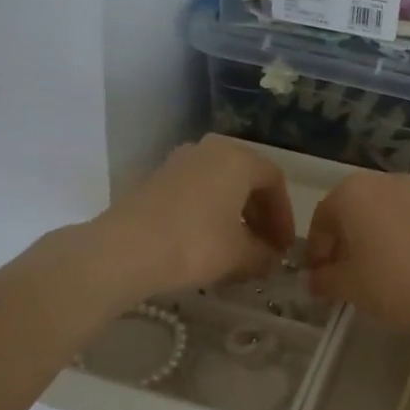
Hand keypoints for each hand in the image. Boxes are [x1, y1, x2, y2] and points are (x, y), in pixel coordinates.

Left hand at [95, 140, 295, 298]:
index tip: (284, 247)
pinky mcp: (156, 179)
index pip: (274, 181)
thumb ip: (263, 255)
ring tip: (237, 248)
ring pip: (219, 184)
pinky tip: (207, 243)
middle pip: (246, 178)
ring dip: (235, 214)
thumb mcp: (239, 255)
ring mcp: (179, 162)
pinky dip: (209, 213)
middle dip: (260, 214)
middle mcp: (209, 150)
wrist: (125, 249)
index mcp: (237, 159)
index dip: (285, 215)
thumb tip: (271, 259)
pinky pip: (196, 192)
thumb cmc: (195, 244)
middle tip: (265, 246)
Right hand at [305, 172, 409, 333]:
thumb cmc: (390, 282)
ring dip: (374, 238)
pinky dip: (402, 239)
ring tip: (377, 273)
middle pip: (354, 210)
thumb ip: (324, 279)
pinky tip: (408, 270)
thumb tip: (315, 280)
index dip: (316, 248)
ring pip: (385, 213)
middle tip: (344, 274)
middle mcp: (385, 181)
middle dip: (345, 240)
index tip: (318, 274)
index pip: (322, 217)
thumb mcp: (347, 286)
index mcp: (352, 191)